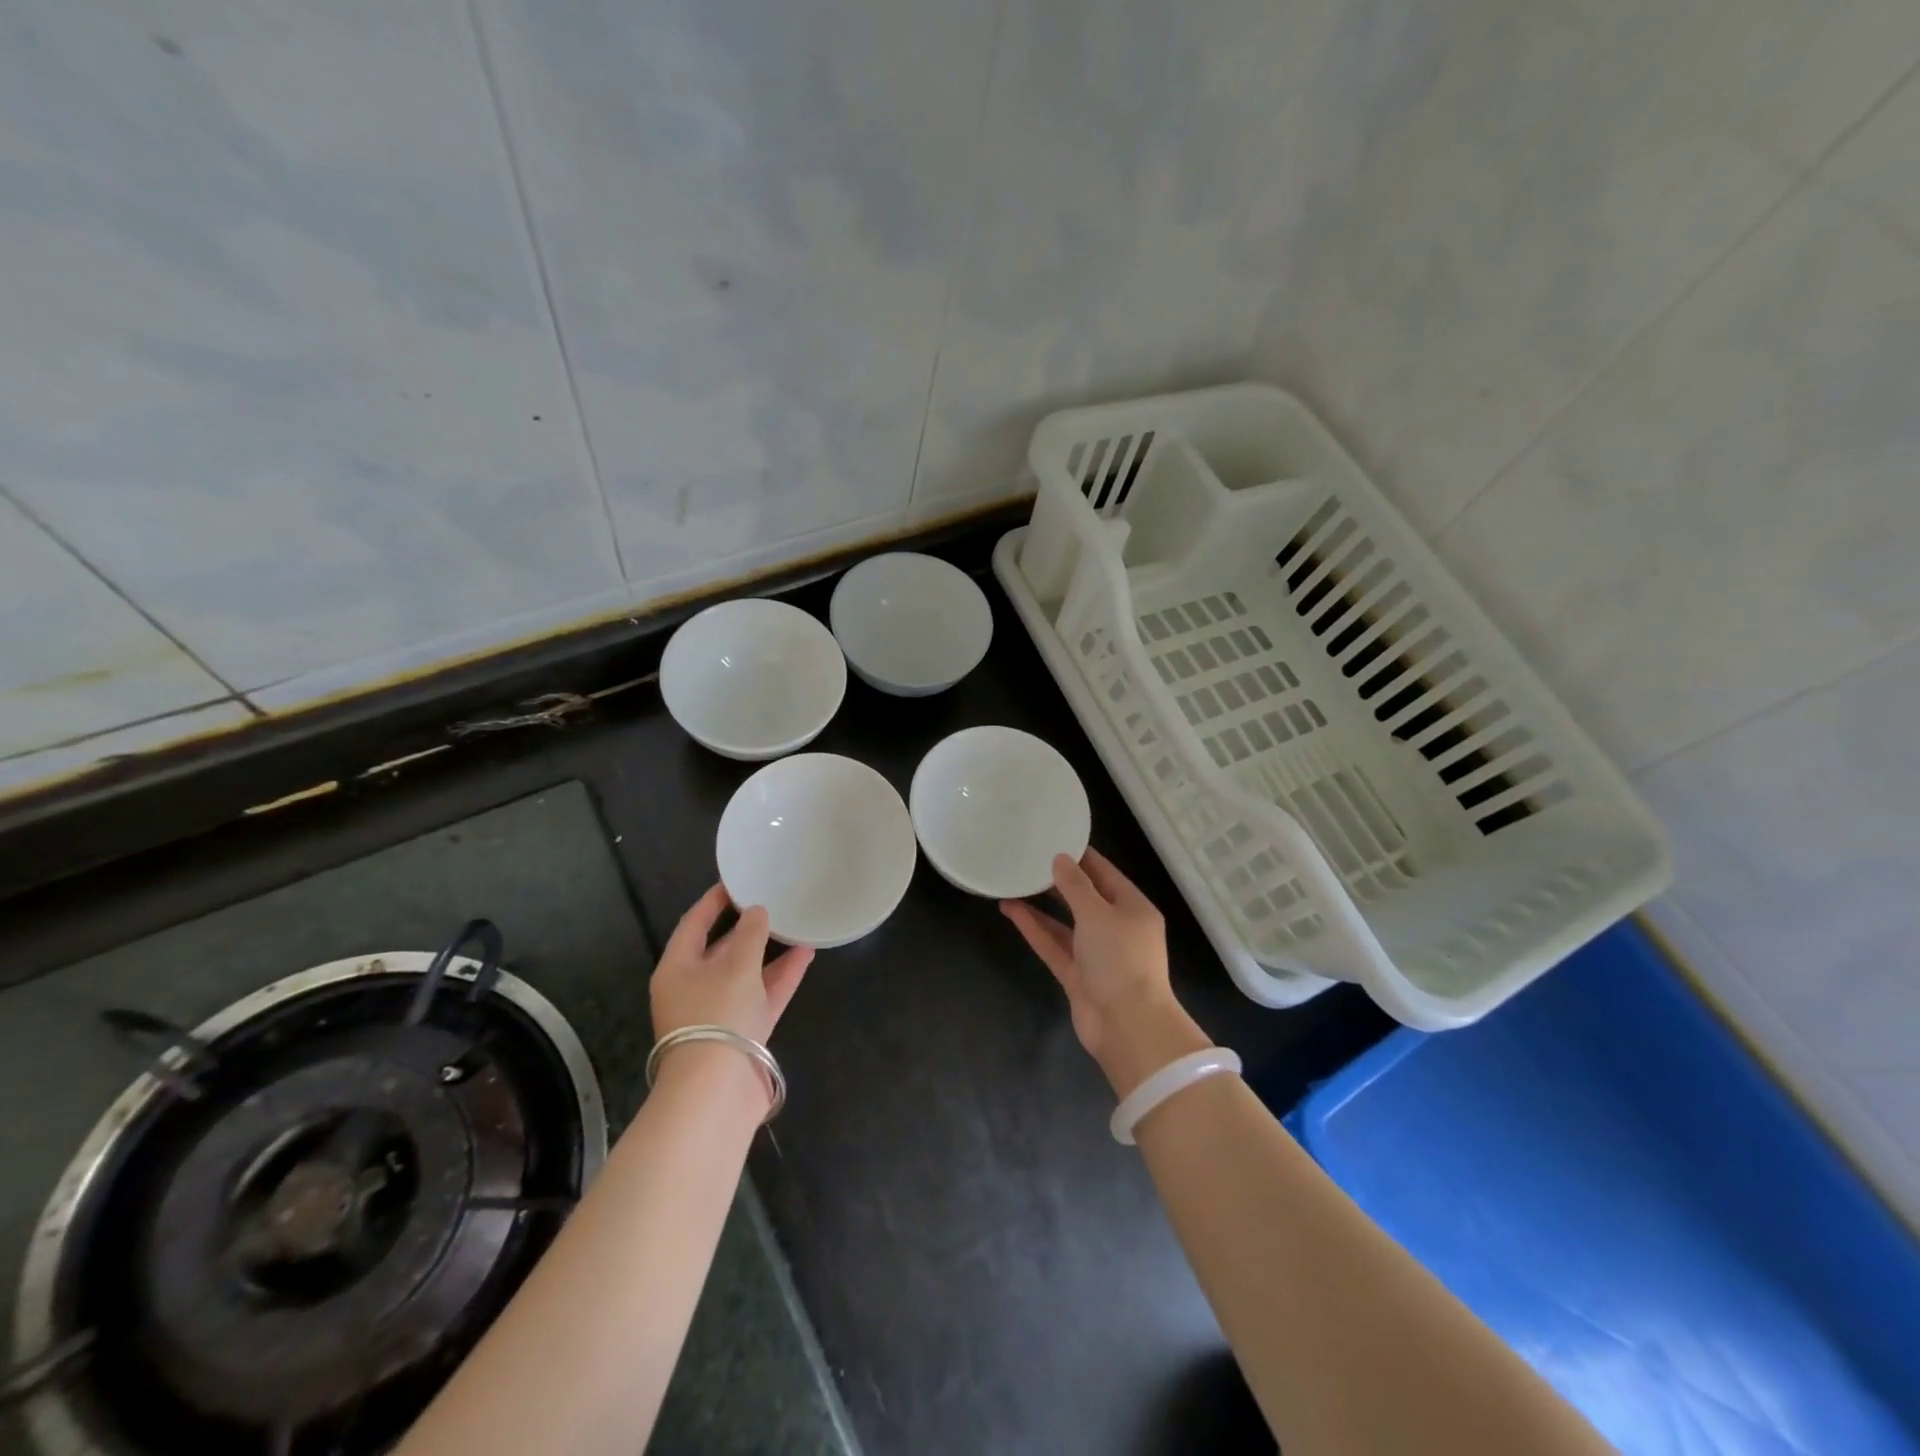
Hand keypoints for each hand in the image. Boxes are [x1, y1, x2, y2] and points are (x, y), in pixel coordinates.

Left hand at [650, 884, 813, 1046]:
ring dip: (770, 951)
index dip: (714, 901)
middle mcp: (694, 988)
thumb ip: (751, 934)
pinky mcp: (744, 1032)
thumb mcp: (736, 965)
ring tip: (795, 923)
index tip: (737, 880)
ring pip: (746, 973)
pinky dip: (782, 975)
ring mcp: (720, 1012)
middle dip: (746, 927)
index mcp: (677, 968)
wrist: (718, 1090)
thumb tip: (757, 912)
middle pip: (720, 949)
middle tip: (771, 900)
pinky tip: (806, 953)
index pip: (694, 923)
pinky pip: (764, 994)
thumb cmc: (717, 1014)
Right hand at [1001, 850, 1209, 1096]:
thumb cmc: (1120, 959)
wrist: (1127, 1026)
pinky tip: (1012, 910)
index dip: (1080, 856)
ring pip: (1065, 923)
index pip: (1105, 873)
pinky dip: (1035, 929)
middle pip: (1084, 898)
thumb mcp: (1098, 913)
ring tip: (1012, 883)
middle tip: (1028, 859)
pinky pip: (1054, 945)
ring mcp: (1096, 954)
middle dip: (1058, 880)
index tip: (1054, 838)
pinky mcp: (1078, 976)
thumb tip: (1060, 859)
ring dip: (1041, 906)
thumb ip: (1076, 885)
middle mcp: (1116, 928)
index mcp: (1133, 908)